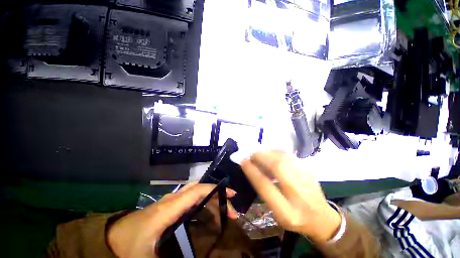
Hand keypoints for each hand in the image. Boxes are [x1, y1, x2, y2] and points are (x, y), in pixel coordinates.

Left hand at [107, 182, 237, 257]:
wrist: (111, 239)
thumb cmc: (129, 247)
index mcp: (170, 208)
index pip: (197, 191)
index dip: (215, 189)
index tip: (231, 194)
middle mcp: (172, 199)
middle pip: (199, 188)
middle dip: (217, 192)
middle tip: (230, 206)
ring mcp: (170, 201)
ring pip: (195, 190)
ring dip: (210, 195)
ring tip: (222, 208)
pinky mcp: (169, 205)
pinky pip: (190, 197)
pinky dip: (202, 199)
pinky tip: (207, 210)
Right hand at [241, 151, 340, 242]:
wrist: (322, 218)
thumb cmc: (295, 218)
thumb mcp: (276, 213)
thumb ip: (265, 191)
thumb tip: (254, 168)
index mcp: (287, 212)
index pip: (265, 186)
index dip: (252, 171)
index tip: (243, 161)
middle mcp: (299, 195)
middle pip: (277, 167)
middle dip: (261, 157)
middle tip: (252, 155)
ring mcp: (307, 180)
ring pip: (284, 158)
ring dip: (268, 152)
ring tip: (260, 154)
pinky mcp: (309, 170)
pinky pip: (290, 155)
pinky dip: (277, 152)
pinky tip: (271, 154)